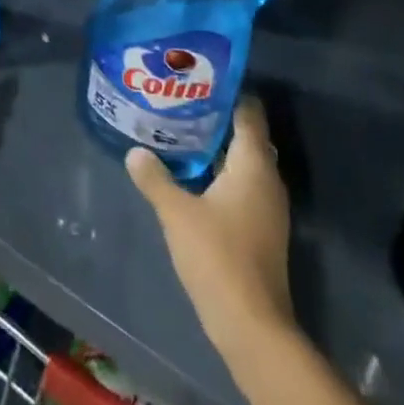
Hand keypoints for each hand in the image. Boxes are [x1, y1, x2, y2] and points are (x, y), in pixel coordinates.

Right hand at [128, 99, 294, 360]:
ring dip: (218, 149)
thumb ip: (155, 178)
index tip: (198, 80)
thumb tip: (134, 151)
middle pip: (246, 135)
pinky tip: (194, 179)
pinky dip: (222, 175)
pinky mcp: (263, 227)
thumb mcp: (177, 214)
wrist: (252, 324)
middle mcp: (268, 176)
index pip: (248, 111)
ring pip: (244, 162)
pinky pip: (244, 185)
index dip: (227, 92)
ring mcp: (268, 204)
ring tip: (181, 135)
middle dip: (216, 119)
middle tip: (182, 105)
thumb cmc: (218, 256)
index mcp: (253, 162)